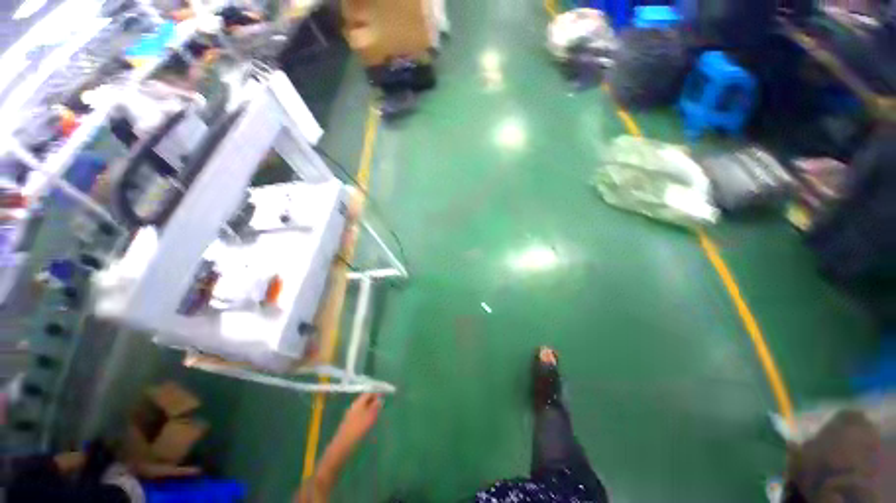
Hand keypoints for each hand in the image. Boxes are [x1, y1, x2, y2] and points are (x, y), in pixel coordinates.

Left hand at [334, 393, 381, 446]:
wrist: (343, 444)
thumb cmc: (358, 428)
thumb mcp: (370, 416)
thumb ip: (376, 406)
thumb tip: (380, 399)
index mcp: (358, 402)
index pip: (368, 393)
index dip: (376, 393)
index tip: (384, 396)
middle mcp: (354, 406)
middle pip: (365, 399)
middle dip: (373, 400)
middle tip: (382, 404)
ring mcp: (351, 414)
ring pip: (362, 407)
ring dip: (370, 408)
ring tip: (377, 412)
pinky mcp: (350, 422)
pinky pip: (360, 414)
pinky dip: (366, 414)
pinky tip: (369, 420)